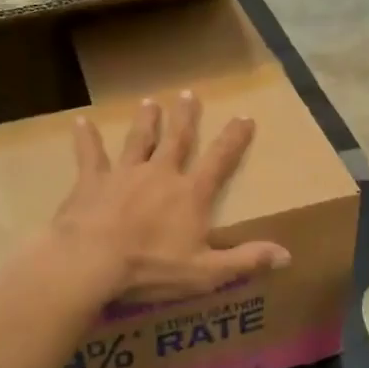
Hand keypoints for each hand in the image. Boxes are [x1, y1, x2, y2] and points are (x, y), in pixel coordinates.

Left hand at [53, 91, 290, 300]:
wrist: (91, 262)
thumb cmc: (151, 269)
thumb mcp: (206, 272)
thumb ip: (246, 261)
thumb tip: (287, 255)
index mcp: (190, 194)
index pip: (219, 160)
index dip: (234, 139)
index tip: (244, 117)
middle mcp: (160, 174)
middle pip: (177, 140)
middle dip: (185, 118)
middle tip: (188, 94)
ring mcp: (124, 174)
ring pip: (138, 141)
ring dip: (146, 121)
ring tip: (148, 102)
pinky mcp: (91, 182)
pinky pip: (90, 155)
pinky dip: (86, 138)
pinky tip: (81, 122)